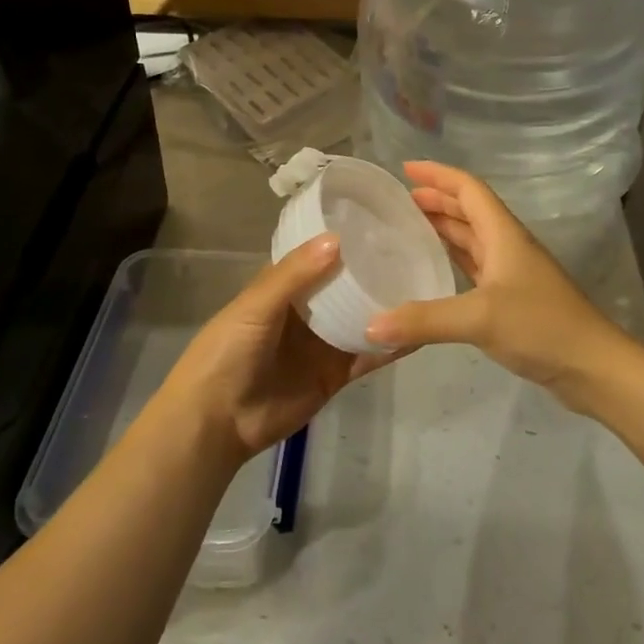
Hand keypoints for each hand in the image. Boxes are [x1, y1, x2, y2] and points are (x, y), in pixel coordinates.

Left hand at [161, 234, 401, 464]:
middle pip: (345, 286)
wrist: (216, 422)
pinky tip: (419, 332)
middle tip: (416, 248)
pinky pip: (367, 356)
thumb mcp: (256, 306)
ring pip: (361, 318)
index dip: (345, 240)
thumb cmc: (227, 352)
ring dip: (387, 306)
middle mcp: (306, 311)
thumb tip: (338, 238)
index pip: (319, 255)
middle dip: (374, 271)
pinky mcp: (336, 374)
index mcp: (283, 287)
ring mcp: (323, 343)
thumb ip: (295, 275)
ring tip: (426, 284)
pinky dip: (390, 346)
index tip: (382, 221)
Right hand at [366, 162, 627, 410]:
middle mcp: (508, 245)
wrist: (592, 366)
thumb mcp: (480, 318)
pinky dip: (453, 259)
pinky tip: (435, 268)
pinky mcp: (513, 299)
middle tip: (399, 201)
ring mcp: (512, 273)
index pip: (468, 189)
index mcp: (504, 234)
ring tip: (409, 227)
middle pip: (470, 210)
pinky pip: (476, 266)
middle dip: (437, 200)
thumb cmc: (541, 326)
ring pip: (473, 238)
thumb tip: (370, 326)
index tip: (405, 169)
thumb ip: (424, 320)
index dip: (438, 175)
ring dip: (444, 227)